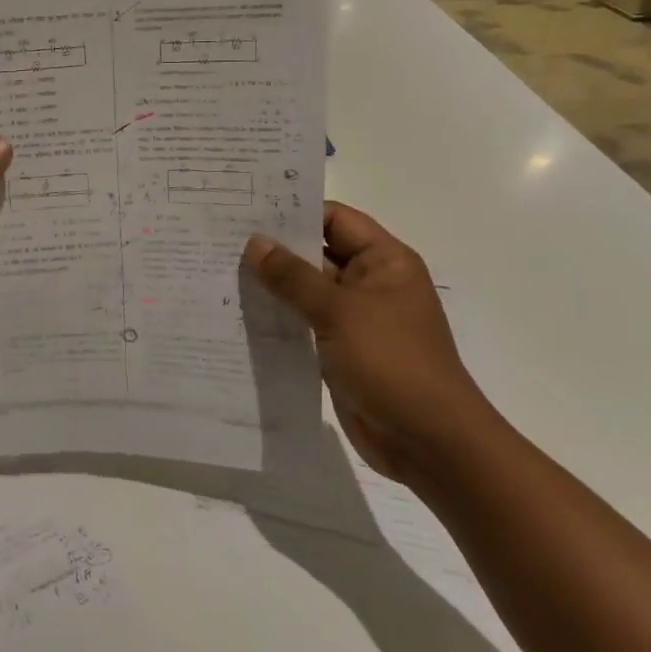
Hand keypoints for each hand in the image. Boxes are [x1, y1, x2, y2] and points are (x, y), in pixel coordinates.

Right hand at [243, 202, 498, 483]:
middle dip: (275, 248)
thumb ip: (294, 277)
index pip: (335, 219)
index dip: (295, 211)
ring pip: (307, 290)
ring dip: (272, 284)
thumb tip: (255, 243)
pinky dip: (278, 316)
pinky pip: (305, 322)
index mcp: (384, 261)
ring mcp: (355, 318)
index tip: (248, 210)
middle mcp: (371, 283)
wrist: (429, 442)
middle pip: (318, 252)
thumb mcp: (339, 312)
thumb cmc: (392, 363)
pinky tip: (240, 313)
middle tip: (223, 238)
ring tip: (221, 271)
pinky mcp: (341, 349)